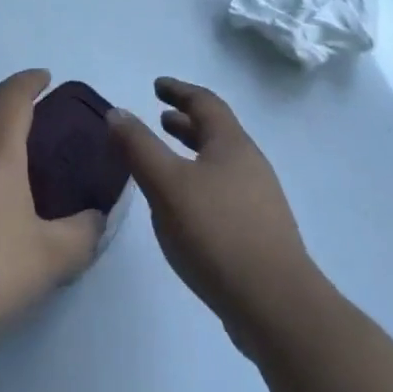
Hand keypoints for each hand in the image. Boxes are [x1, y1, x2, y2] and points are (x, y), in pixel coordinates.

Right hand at [109, 78, 318, 348]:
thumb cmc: (217, 232)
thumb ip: (139, 147)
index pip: (204, 102)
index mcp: (231, 143)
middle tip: (160, 119)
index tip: (157, 86)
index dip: (179, 91)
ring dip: (193, 155)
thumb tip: (116, 112)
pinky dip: (200, 184)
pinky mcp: (260, 234)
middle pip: (216, 132)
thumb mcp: (167, 185)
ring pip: (220, 164)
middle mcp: (250, 163)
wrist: (276, 306)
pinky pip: (224, 192)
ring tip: (168, 165)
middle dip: (186, 123)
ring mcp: (259, 200)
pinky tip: (186, 211)